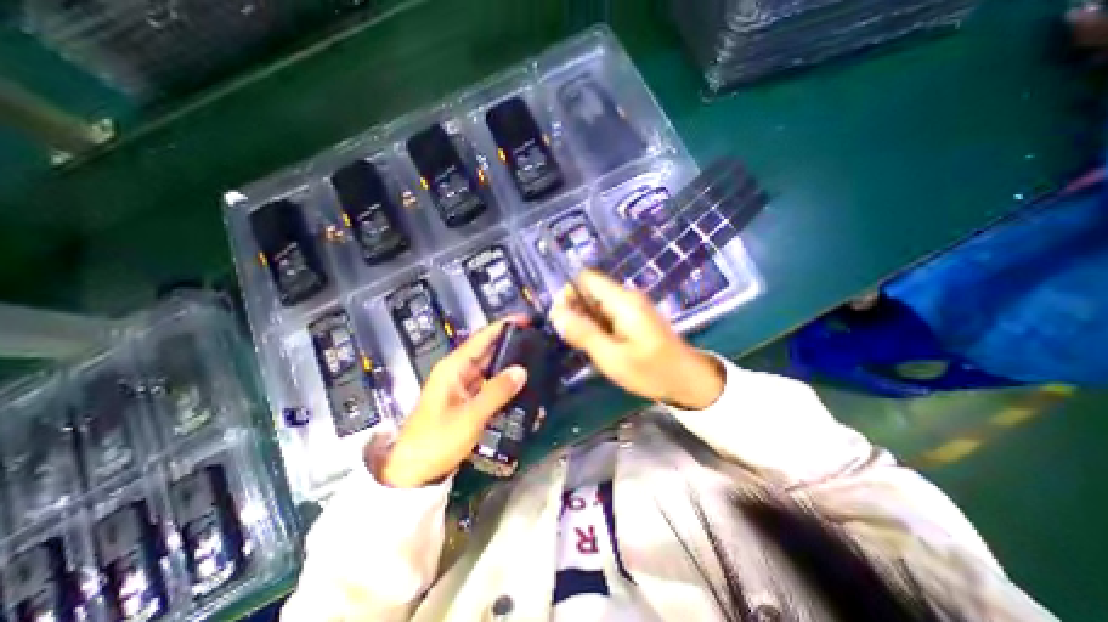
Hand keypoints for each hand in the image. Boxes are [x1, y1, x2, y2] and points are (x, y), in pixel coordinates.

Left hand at [371, 318, 527, 487]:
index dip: (503, 327)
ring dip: (510, 364)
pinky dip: (504, 383)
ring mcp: (463, 387)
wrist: (414, 473)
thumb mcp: (470, 416)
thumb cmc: (437, 440)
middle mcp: (458, 372)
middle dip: (511, 344)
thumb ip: (496, 392)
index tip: (526, 320)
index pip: (482, 338)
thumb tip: (522, 370)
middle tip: (538, 341)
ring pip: (490, 369)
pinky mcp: (468, 401)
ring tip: (536, 359)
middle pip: (488, 351)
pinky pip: (489, 385)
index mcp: (453, 367)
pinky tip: (521, 386)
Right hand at [547, 270, 722, 409]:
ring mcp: (632, 307)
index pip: (586, 278)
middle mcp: (627, 297)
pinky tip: (598, 345)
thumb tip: (555, 312)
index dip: (568, 293)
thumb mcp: (612, 357)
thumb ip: (583, 333)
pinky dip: (597, 326)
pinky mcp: (634, 317)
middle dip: (575, 310)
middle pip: (590, 290)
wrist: (689, 382)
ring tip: (585, 345)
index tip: (560, 319)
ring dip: (585, 320)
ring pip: (597, 303)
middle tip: (572, 338)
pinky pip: (607, 314)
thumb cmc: (651, 371)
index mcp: (623, 300)